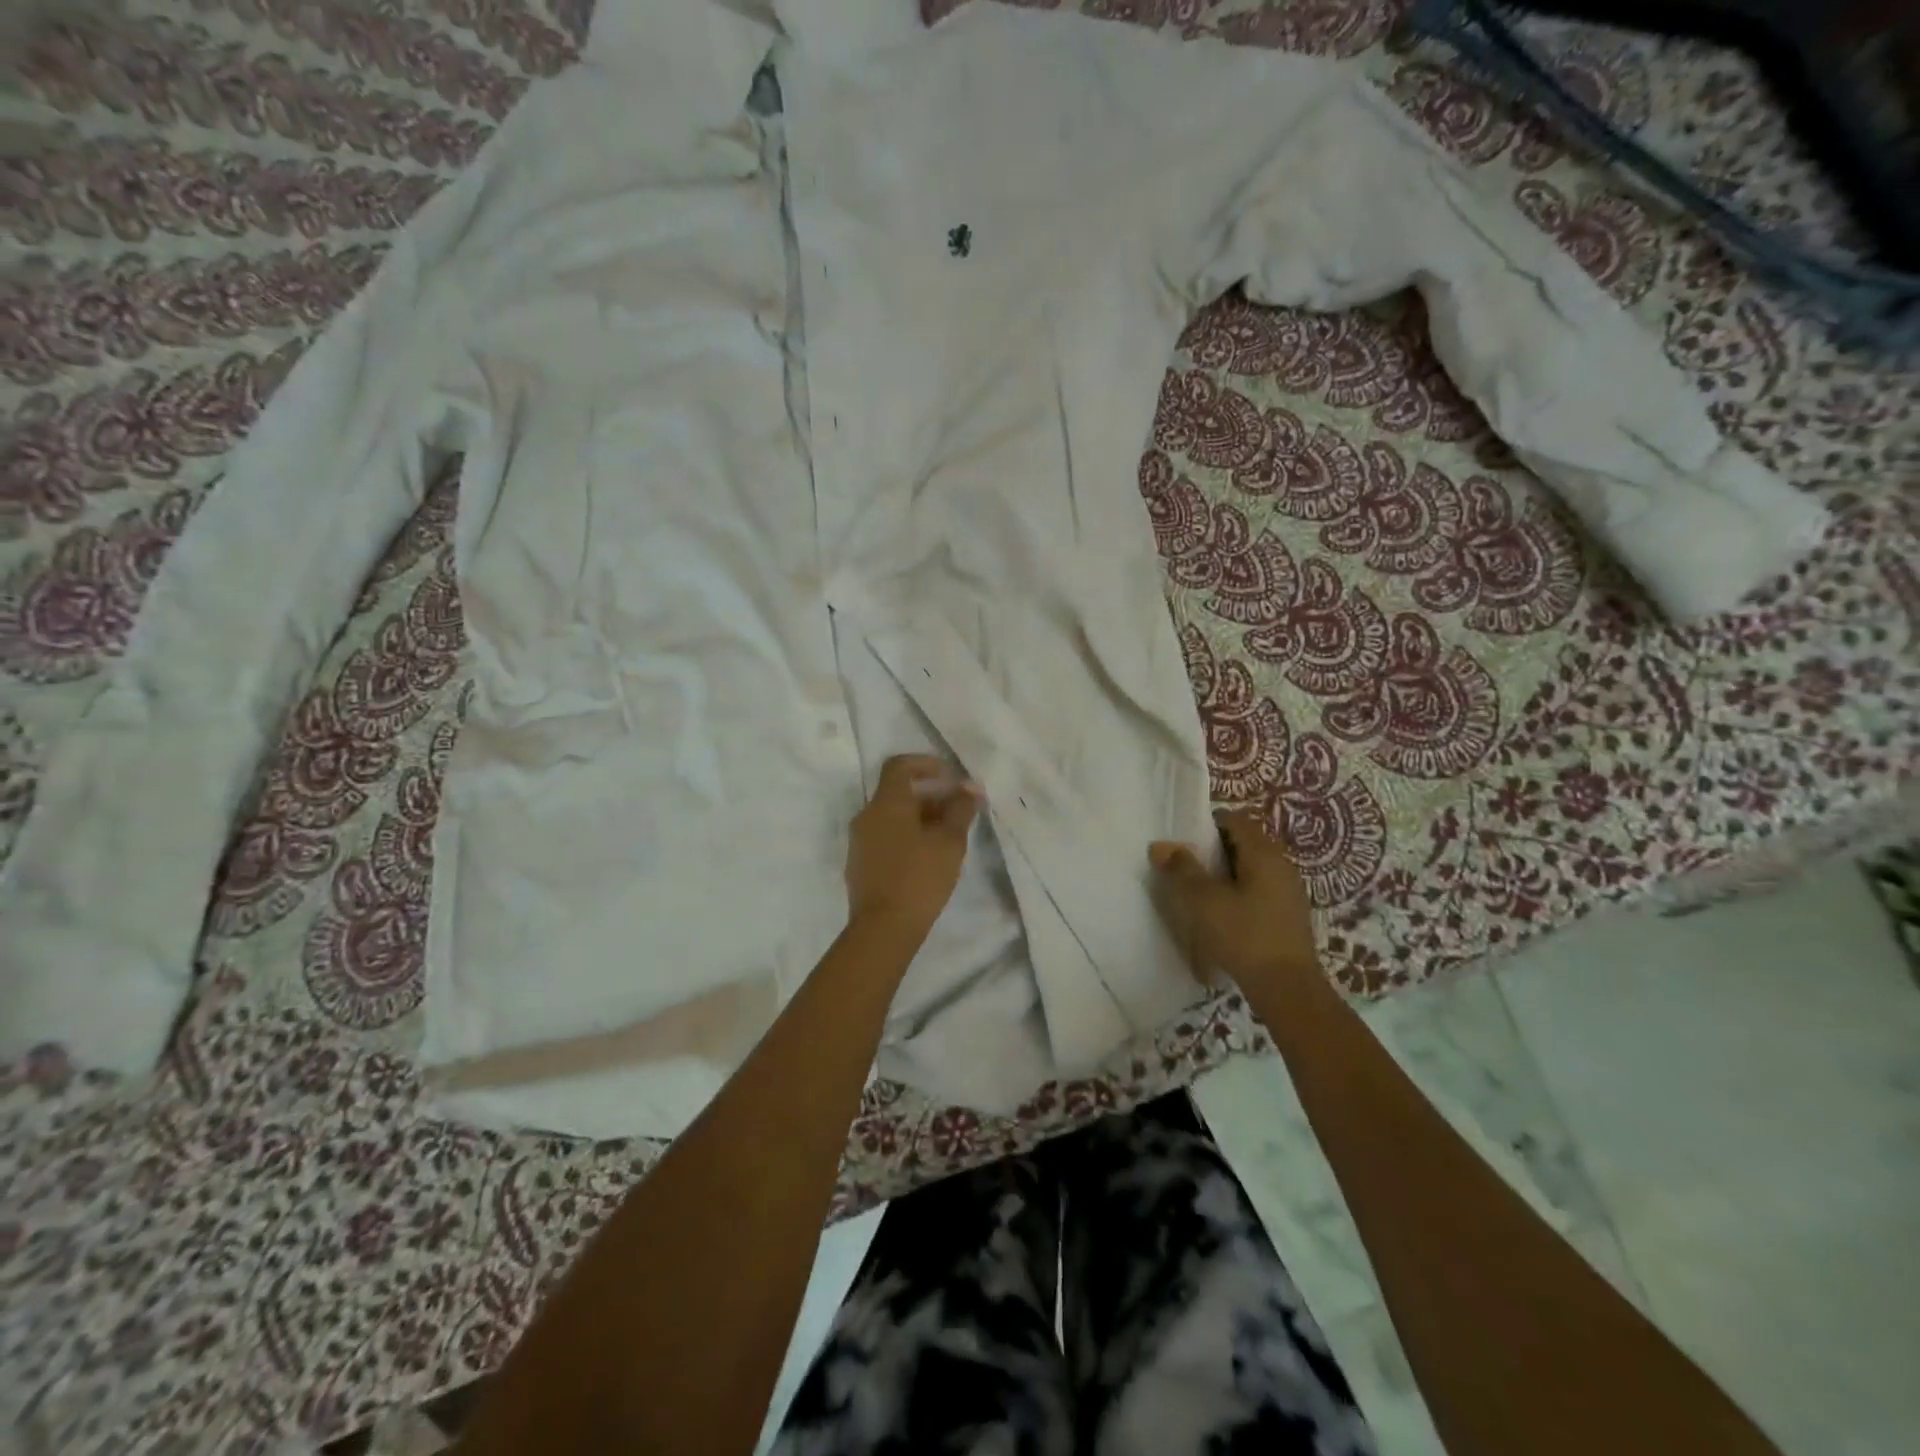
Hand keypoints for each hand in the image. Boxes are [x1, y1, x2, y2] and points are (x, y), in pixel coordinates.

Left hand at [845, 754, 980, 941]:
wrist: (883, 928)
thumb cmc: (919, 877)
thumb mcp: (950, 841)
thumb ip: (960, 809)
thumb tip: (969, 789)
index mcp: (886, 803)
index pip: (899, 766)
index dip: (926, 764)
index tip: (951, 777)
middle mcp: (867, 815)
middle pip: (897, 792)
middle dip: (930, 795)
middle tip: (959, 809)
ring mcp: (860, 841)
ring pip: (891, 816)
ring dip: (920, 817)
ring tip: (949, 835)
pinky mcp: (860, 864)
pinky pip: (885, 836)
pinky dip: (906, 835)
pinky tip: (928, 856)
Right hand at [1148, 807, 1320, 998]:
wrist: (1287, 988)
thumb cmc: (1243, 935)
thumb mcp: (1203, 900)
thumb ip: (1181, 869)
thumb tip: (1161, 846)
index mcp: (1263, 853)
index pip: (1235, 820)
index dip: (1207, 825)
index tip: (1183, 842)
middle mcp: (1281, 864)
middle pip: (1245, 842)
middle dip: (1215, 850)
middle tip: (1186, 866)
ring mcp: (1289, 891)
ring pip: (1252, 868)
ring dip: (1227, 873)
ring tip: (1200, 892)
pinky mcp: (1289, 915)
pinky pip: (1260, 889)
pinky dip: (1240, 892)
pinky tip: (1223, 915)